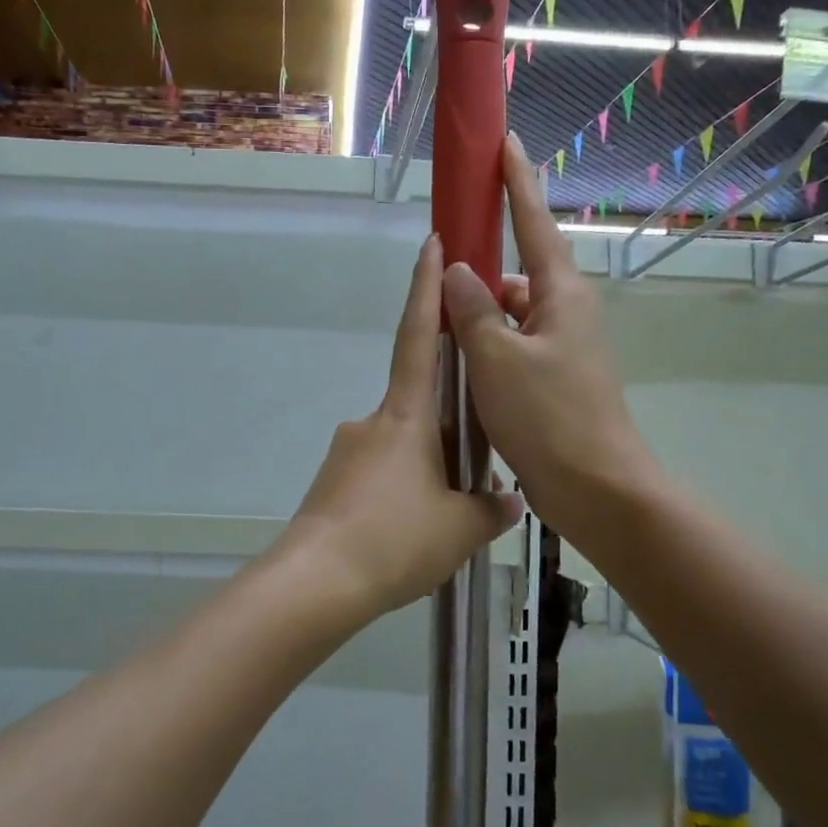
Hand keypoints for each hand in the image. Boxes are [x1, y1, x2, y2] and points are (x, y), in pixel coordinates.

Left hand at [277, 235, 522, 627]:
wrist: (318, 581)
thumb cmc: (395, 539)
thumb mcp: (460, 528)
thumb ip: (490, 509)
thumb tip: (509, 500)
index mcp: (406, 415)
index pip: (419, 337)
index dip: (425, 289)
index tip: (431, 246)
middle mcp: (373, 422)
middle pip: (418, 406)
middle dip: (448, 428)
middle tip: (471, 471)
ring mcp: (348, 452)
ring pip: (401, 447)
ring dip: (425, 470)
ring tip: (444, 518)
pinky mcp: (333, 483)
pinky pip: (379, 476)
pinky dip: (401, 492)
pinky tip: (411, 531)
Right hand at [440, 135, 655, 547]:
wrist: (595, 488)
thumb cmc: (548, 417)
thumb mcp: (497, 358)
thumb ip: (473, 310)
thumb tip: (459, 270)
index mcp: (561, 294)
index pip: (534, 221)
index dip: (517, 181)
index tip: (505, 142)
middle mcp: (566, 311)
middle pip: (517, 271)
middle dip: (480, 270)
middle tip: (440, 275)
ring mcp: (563, 346)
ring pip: (511, 313)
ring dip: (479, 317)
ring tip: (441, 332)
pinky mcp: (554, 377)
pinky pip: (513, 344)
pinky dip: (488, 347)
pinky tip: (461, 365)